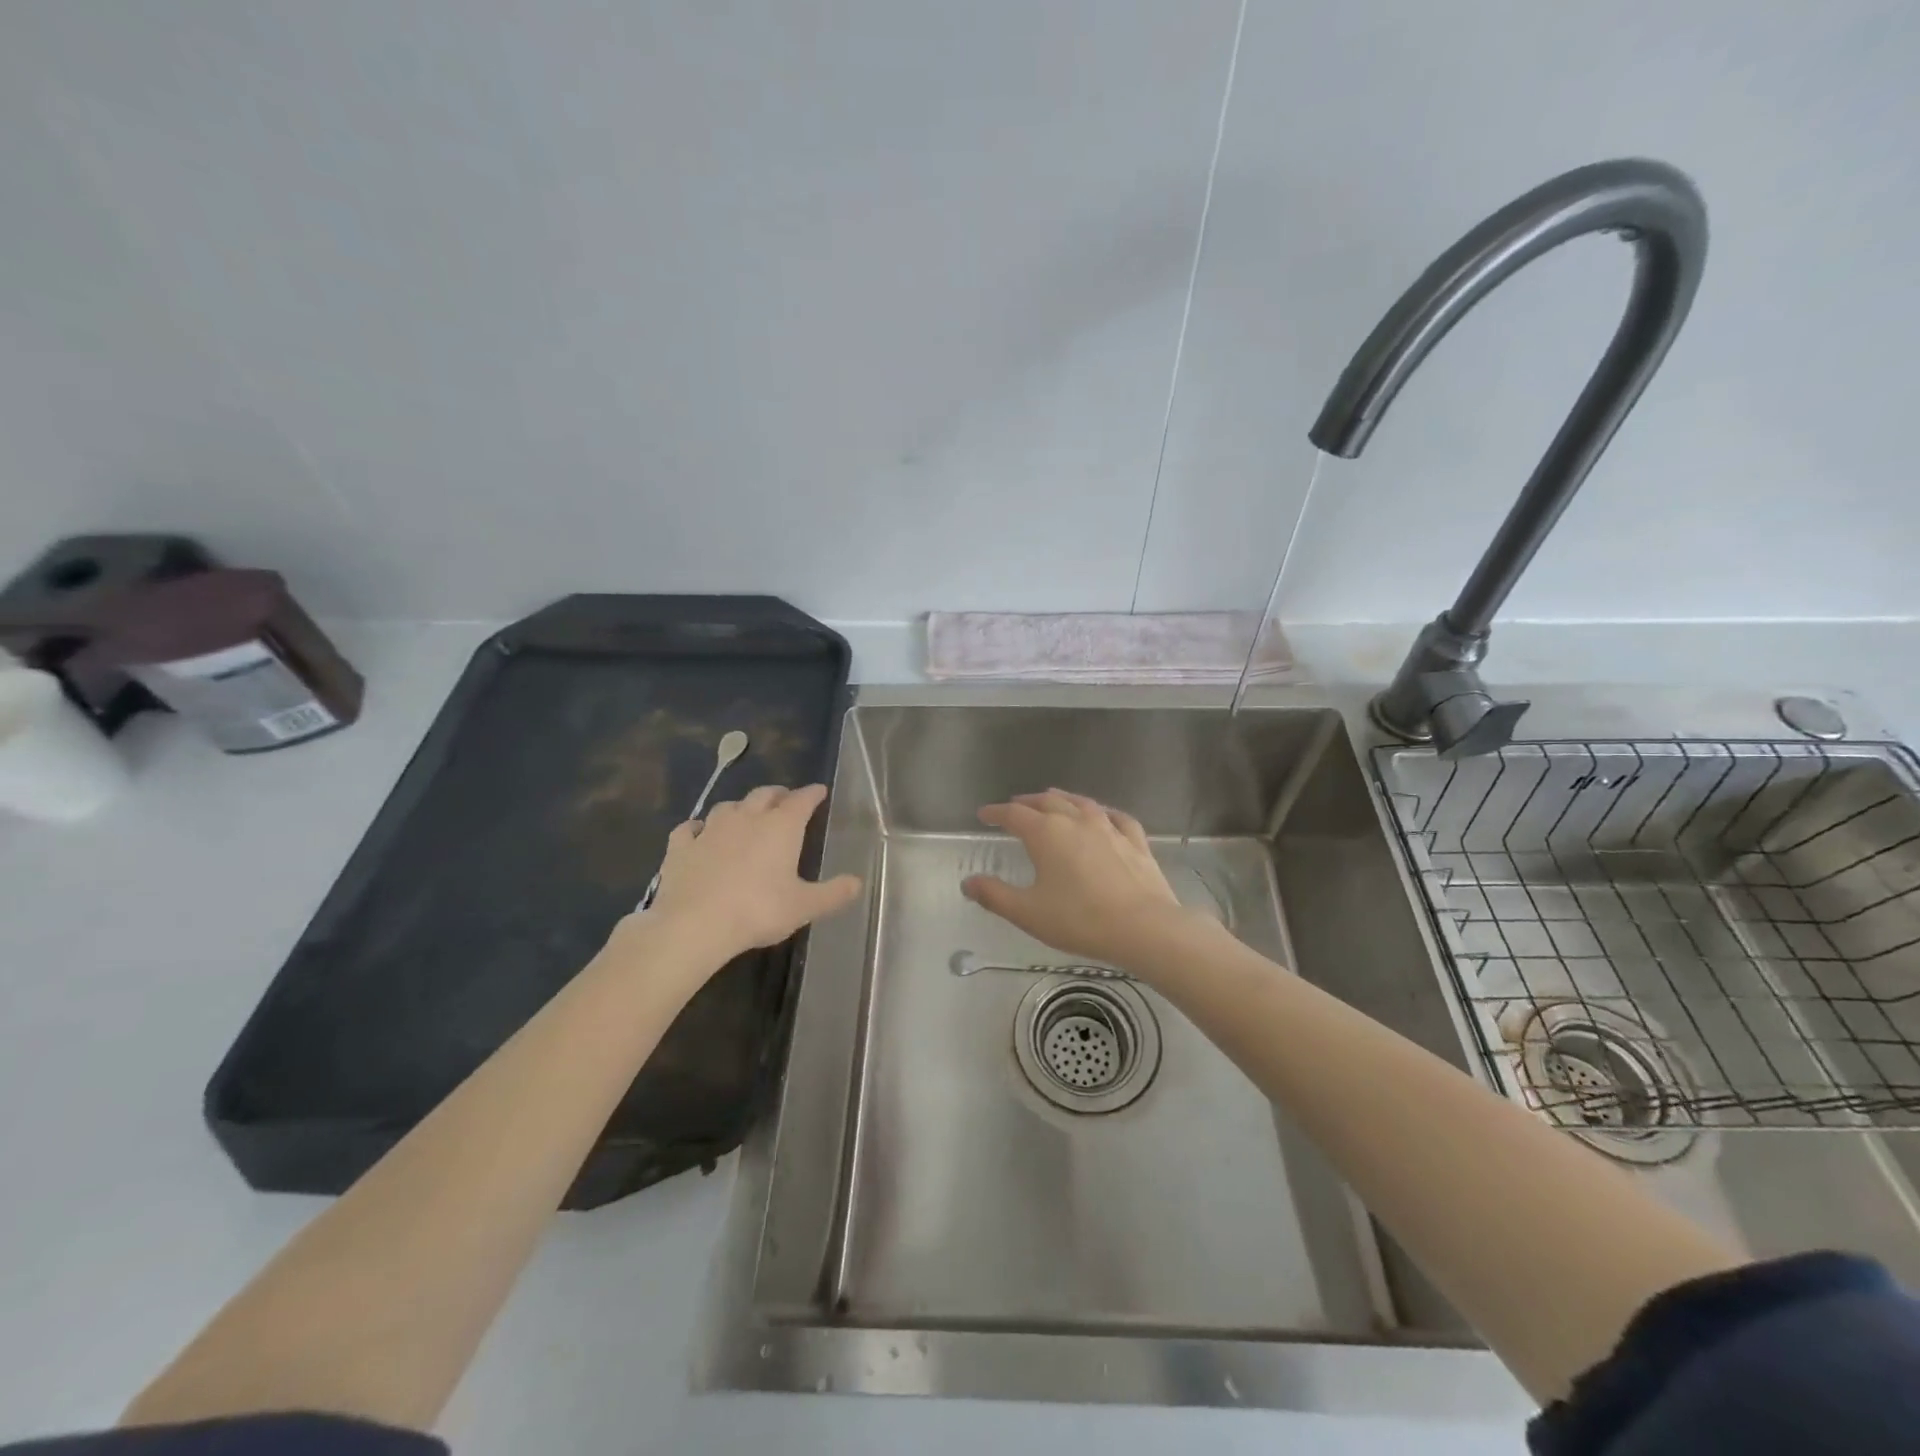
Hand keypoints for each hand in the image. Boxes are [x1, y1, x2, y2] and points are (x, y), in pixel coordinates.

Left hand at [643, 784, 862, 965]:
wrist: (694, 924)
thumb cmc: (758, 911)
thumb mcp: (804, 906)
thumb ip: (833, 893)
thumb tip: (857, 883)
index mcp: (781, 827)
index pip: (801, 800)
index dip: (812, 794)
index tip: (819, 791)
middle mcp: (746, 818)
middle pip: (764, 795)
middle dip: (778, 794)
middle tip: (785, 799)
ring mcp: (710, 830)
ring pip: (728, 806)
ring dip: (741, 807)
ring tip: (746, 815)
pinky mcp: (681, 847)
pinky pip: (690, 828)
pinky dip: (698, 828)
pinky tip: (699, 833)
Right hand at [962, 790, 1196, 967]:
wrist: (1143, 928)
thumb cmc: (1079, 920)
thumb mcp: (1028, 912)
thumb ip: (994, 895)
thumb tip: (968, 882)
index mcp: (1046, 833)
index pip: (1014, 814)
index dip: (996, 813)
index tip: (984, 815)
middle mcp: (1076, 821)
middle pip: (1048, 801)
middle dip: (1028, 802)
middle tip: (1016, 805)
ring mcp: (1109, 828)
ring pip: (1081, 803)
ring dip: (1063, 799)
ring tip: (1053, 798)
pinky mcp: (1135, 841)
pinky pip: (1116, 818)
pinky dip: (1103, 812)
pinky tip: (1104, 815)